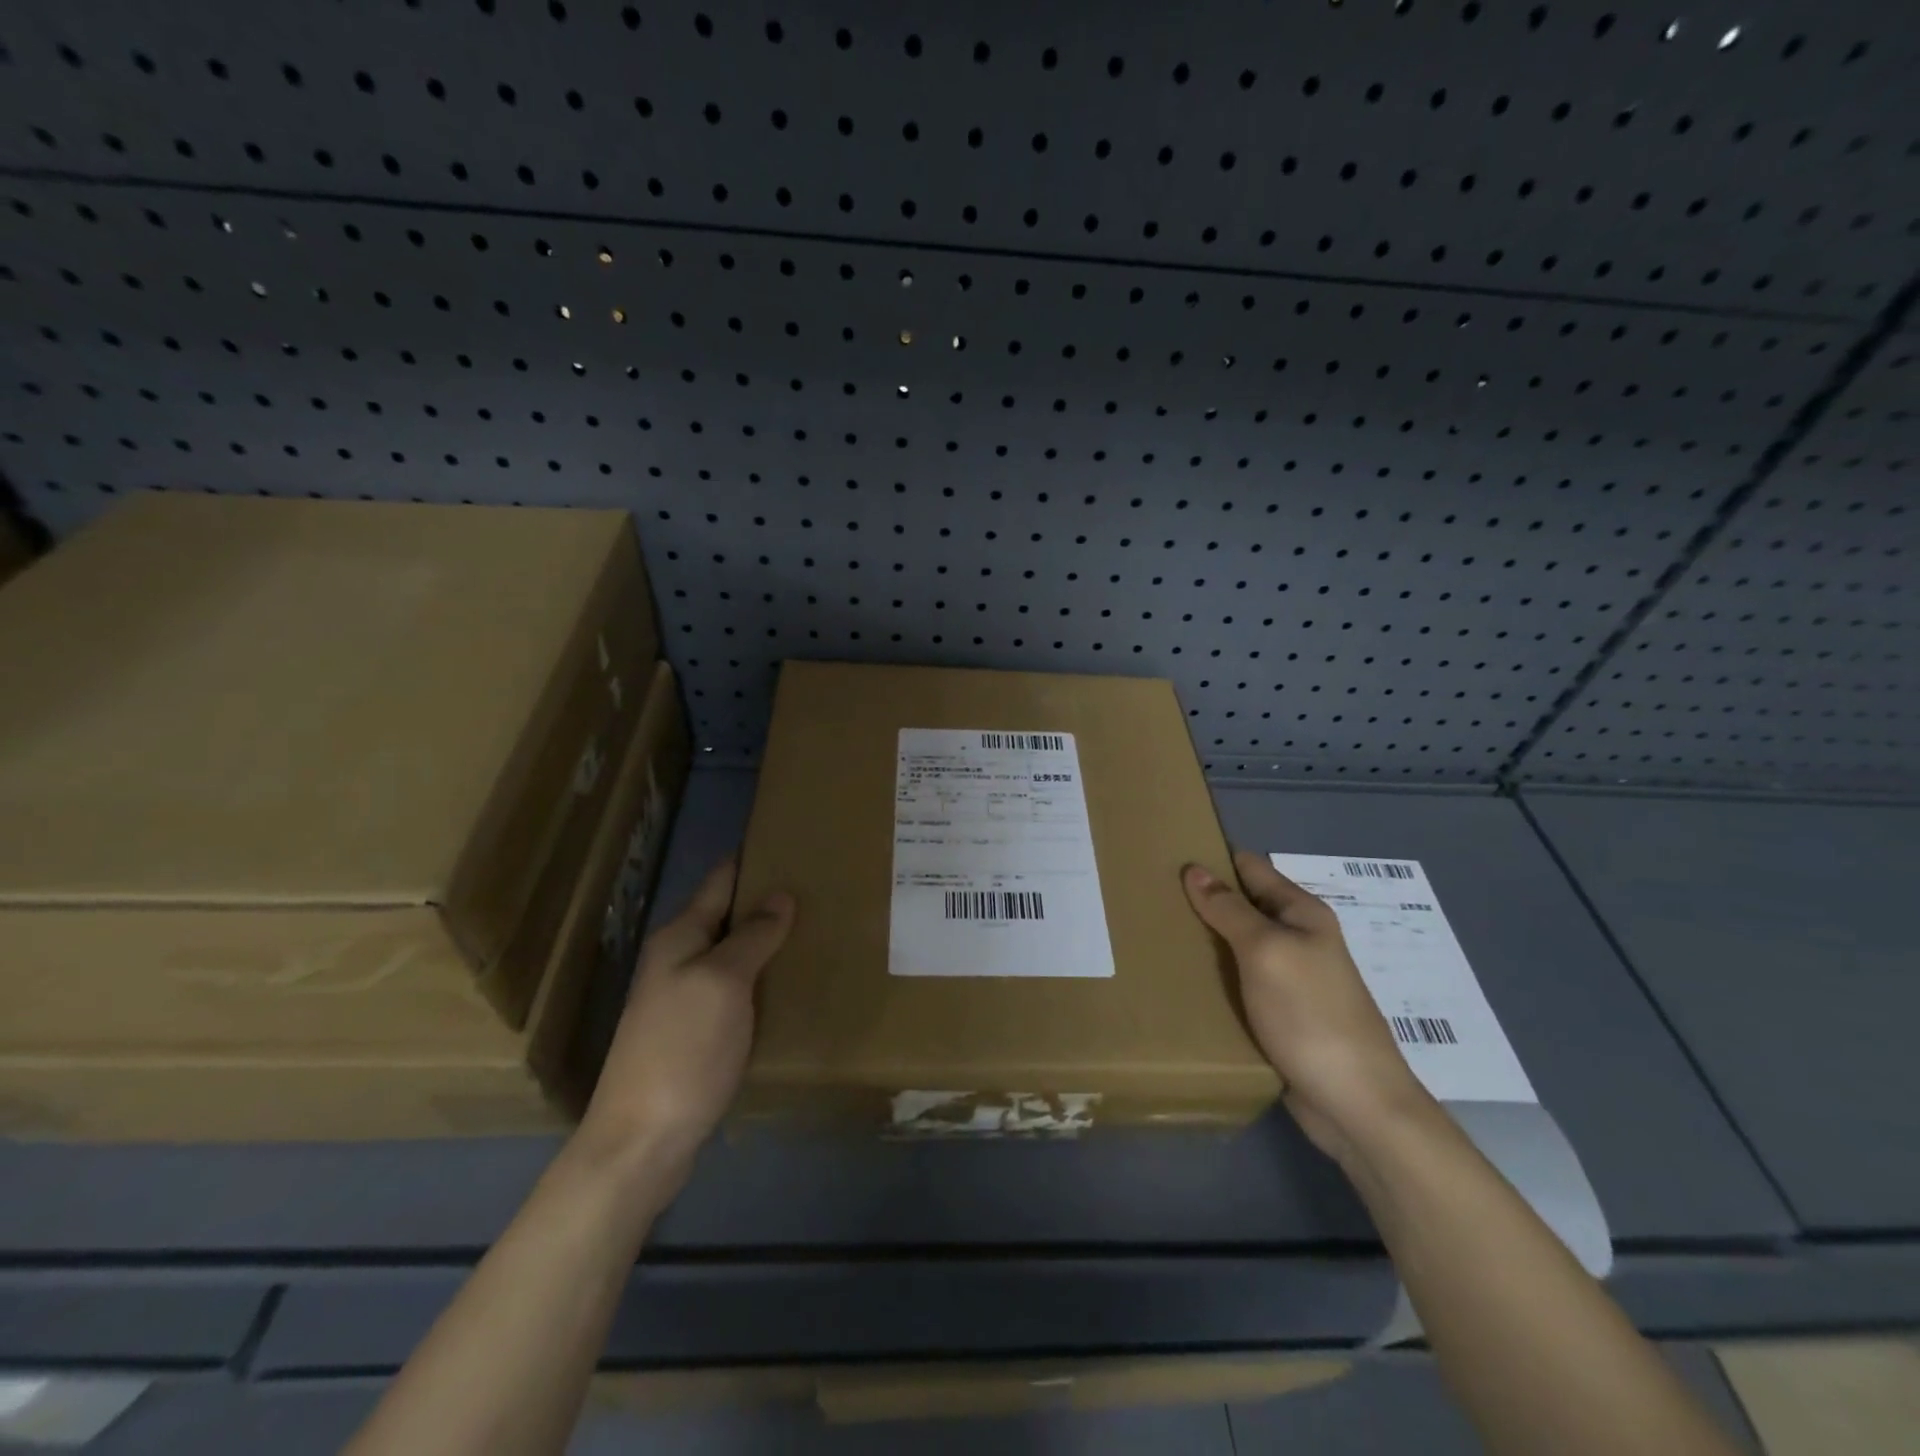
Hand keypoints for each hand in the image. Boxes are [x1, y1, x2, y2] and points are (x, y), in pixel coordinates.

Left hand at [574, 857, 794, 1188]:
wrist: (642, 1141)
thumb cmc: (683, 1049)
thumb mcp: (722, 983)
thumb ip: (752, 936)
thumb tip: (780, 894)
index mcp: (681, 937)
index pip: (721, 880)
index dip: (754, 859)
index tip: (794, 842)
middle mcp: (679, 960)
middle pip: (729, 916)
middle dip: (769, 900)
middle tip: (822, 888)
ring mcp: (685, 998)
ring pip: (735, 954)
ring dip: (769, 941)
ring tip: (818, 928)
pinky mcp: (697, 1033)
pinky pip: (737, 989)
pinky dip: (764, 978)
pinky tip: (793, 982)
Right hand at [1183, 851, 1432, 1163]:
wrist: (1355, 1103)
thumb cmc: (1310, 1014)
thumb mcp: (1266, 952)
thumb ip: (1230, 910)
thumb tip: (1194, 869)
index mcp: (1301, 913)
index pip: (1249, 868)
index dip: (1212, 859)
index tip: (1165, 858)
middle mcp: (1297, 939)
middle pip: (1241, 907)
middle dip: (1200, 902)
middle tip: (1149, 900)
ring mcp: (1288, 979)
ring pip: (1235, 947)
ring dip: (1203, 943)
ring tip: (1153, 937)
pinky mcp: (1278, 1015)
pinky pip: (1238, 984)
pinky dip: (1213, 979)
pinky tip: (1180, 981)